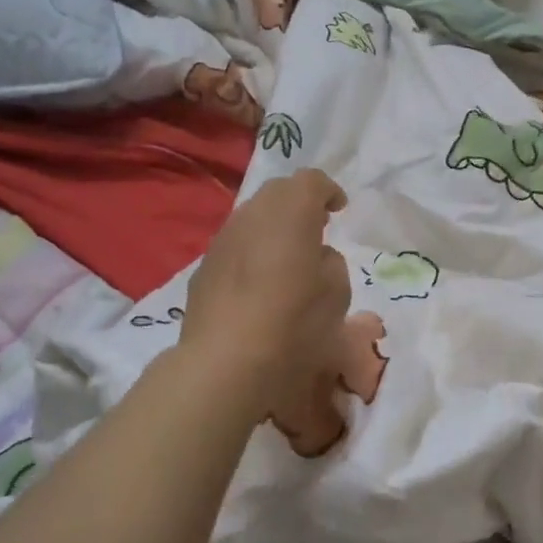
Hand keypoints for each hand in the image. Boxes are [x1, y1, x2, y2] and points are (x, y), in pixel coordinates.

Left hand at [182, 169, 351, 413]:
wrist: (226, 361)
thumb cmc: (295, 323)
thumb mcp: (337, 293)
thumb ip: (331, 263)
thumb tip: (315, 256)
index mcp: (291, 212)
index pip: (311, 181)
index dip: (328, 191)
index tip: (340, 209)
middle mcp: (253, 215)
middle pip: (277, 192)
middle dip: (299, 203)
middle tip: (316, 228)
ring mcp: (222, 240)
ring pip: (252, 218)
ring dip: (273, 228)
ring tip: (288, 257)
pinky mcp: (203, 268)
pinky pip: (235, 246)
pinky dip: (252, 252)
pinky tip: (260, 283)